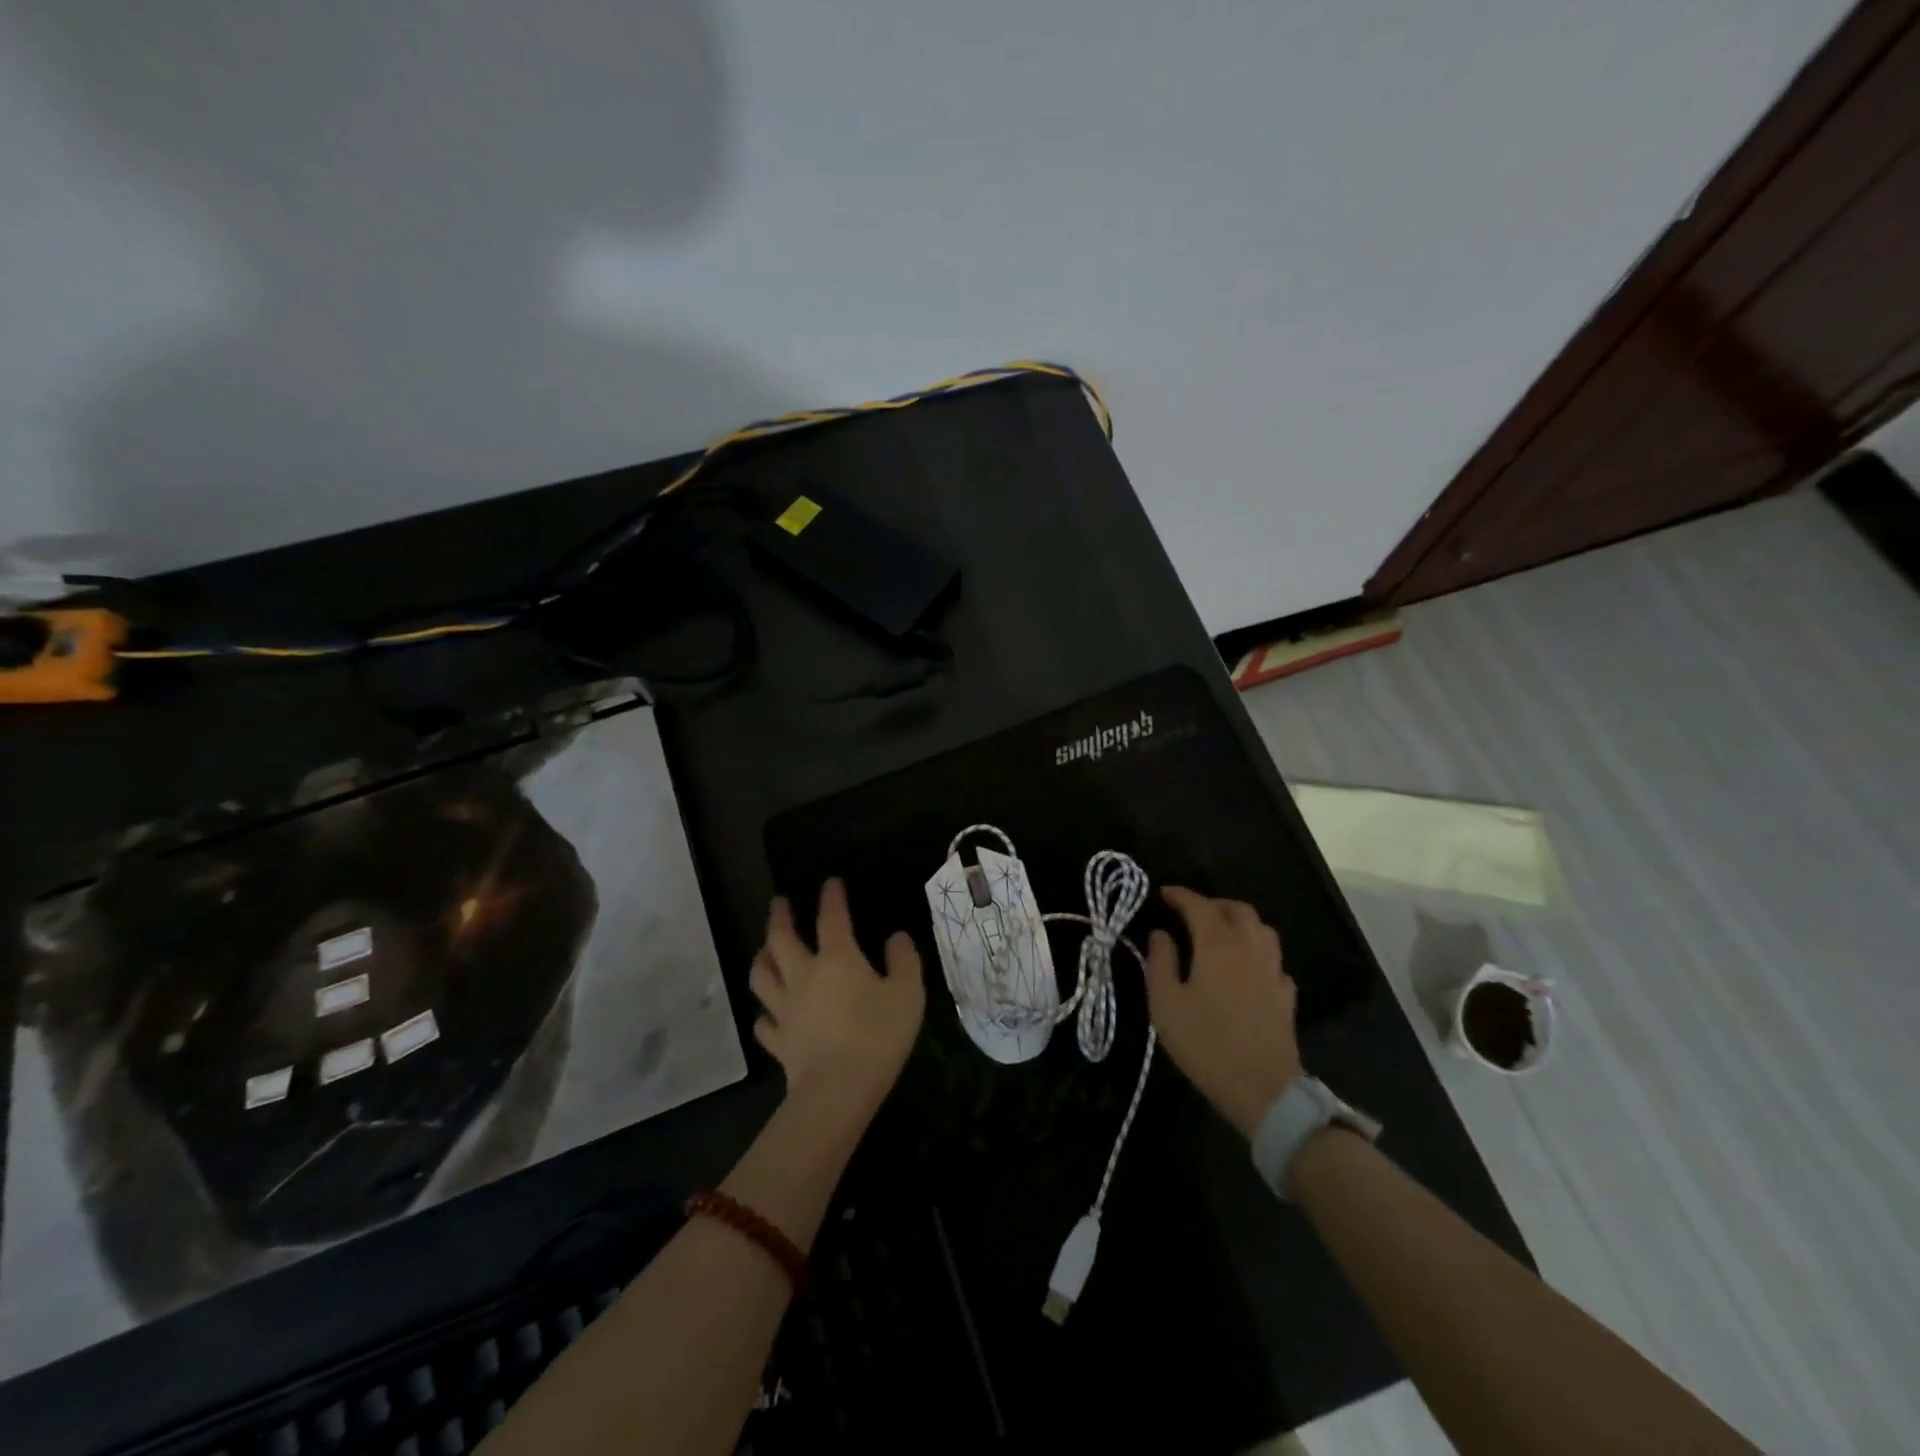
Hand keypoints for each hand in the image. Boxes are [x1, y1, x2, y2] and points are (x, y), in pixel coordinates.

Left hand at [750, 879, 925, 1119]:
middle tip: (778, 903)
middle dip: (779, 917)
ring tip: (764, 949)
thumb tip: (897, 937)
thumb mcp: (907, 993)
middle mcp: (804, 976)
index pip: (832, 918)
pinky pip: (764, 1022)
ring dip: (762, 958)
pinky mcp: (778, 1041)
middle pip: (782, 939)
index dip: (831, 898)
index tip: (830, 883)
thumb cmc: (878, 1035)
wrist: (839, 1089)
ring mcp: (785, 1009)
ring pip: (762, 976)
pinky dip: (764, 1013)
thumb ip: (904, 961)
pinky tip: (768, 1013)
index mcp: (837, 959)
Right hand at [1145, 886, 1302, 1138]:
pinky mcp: (1286, 995)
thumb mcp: (1165, 1003)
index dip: (1180, 895)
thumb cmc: (1206, 1042)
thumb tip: (1161, 934)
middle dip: (1213, 903)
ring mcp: (1273, 971)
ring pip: (1262, 929)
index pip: (1199, 906)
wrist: (1263, 1089)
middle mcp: (1249, 948)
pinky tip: (1247, 967)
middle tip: (1191, 911)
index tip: (1163, 893)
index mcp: (1217, 944)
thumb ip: (1160, 961)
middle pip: (1237, 910)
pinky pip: (1273, 959)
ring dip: (1240, 921)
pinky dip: (1257, 952)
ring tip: (1221, 931)